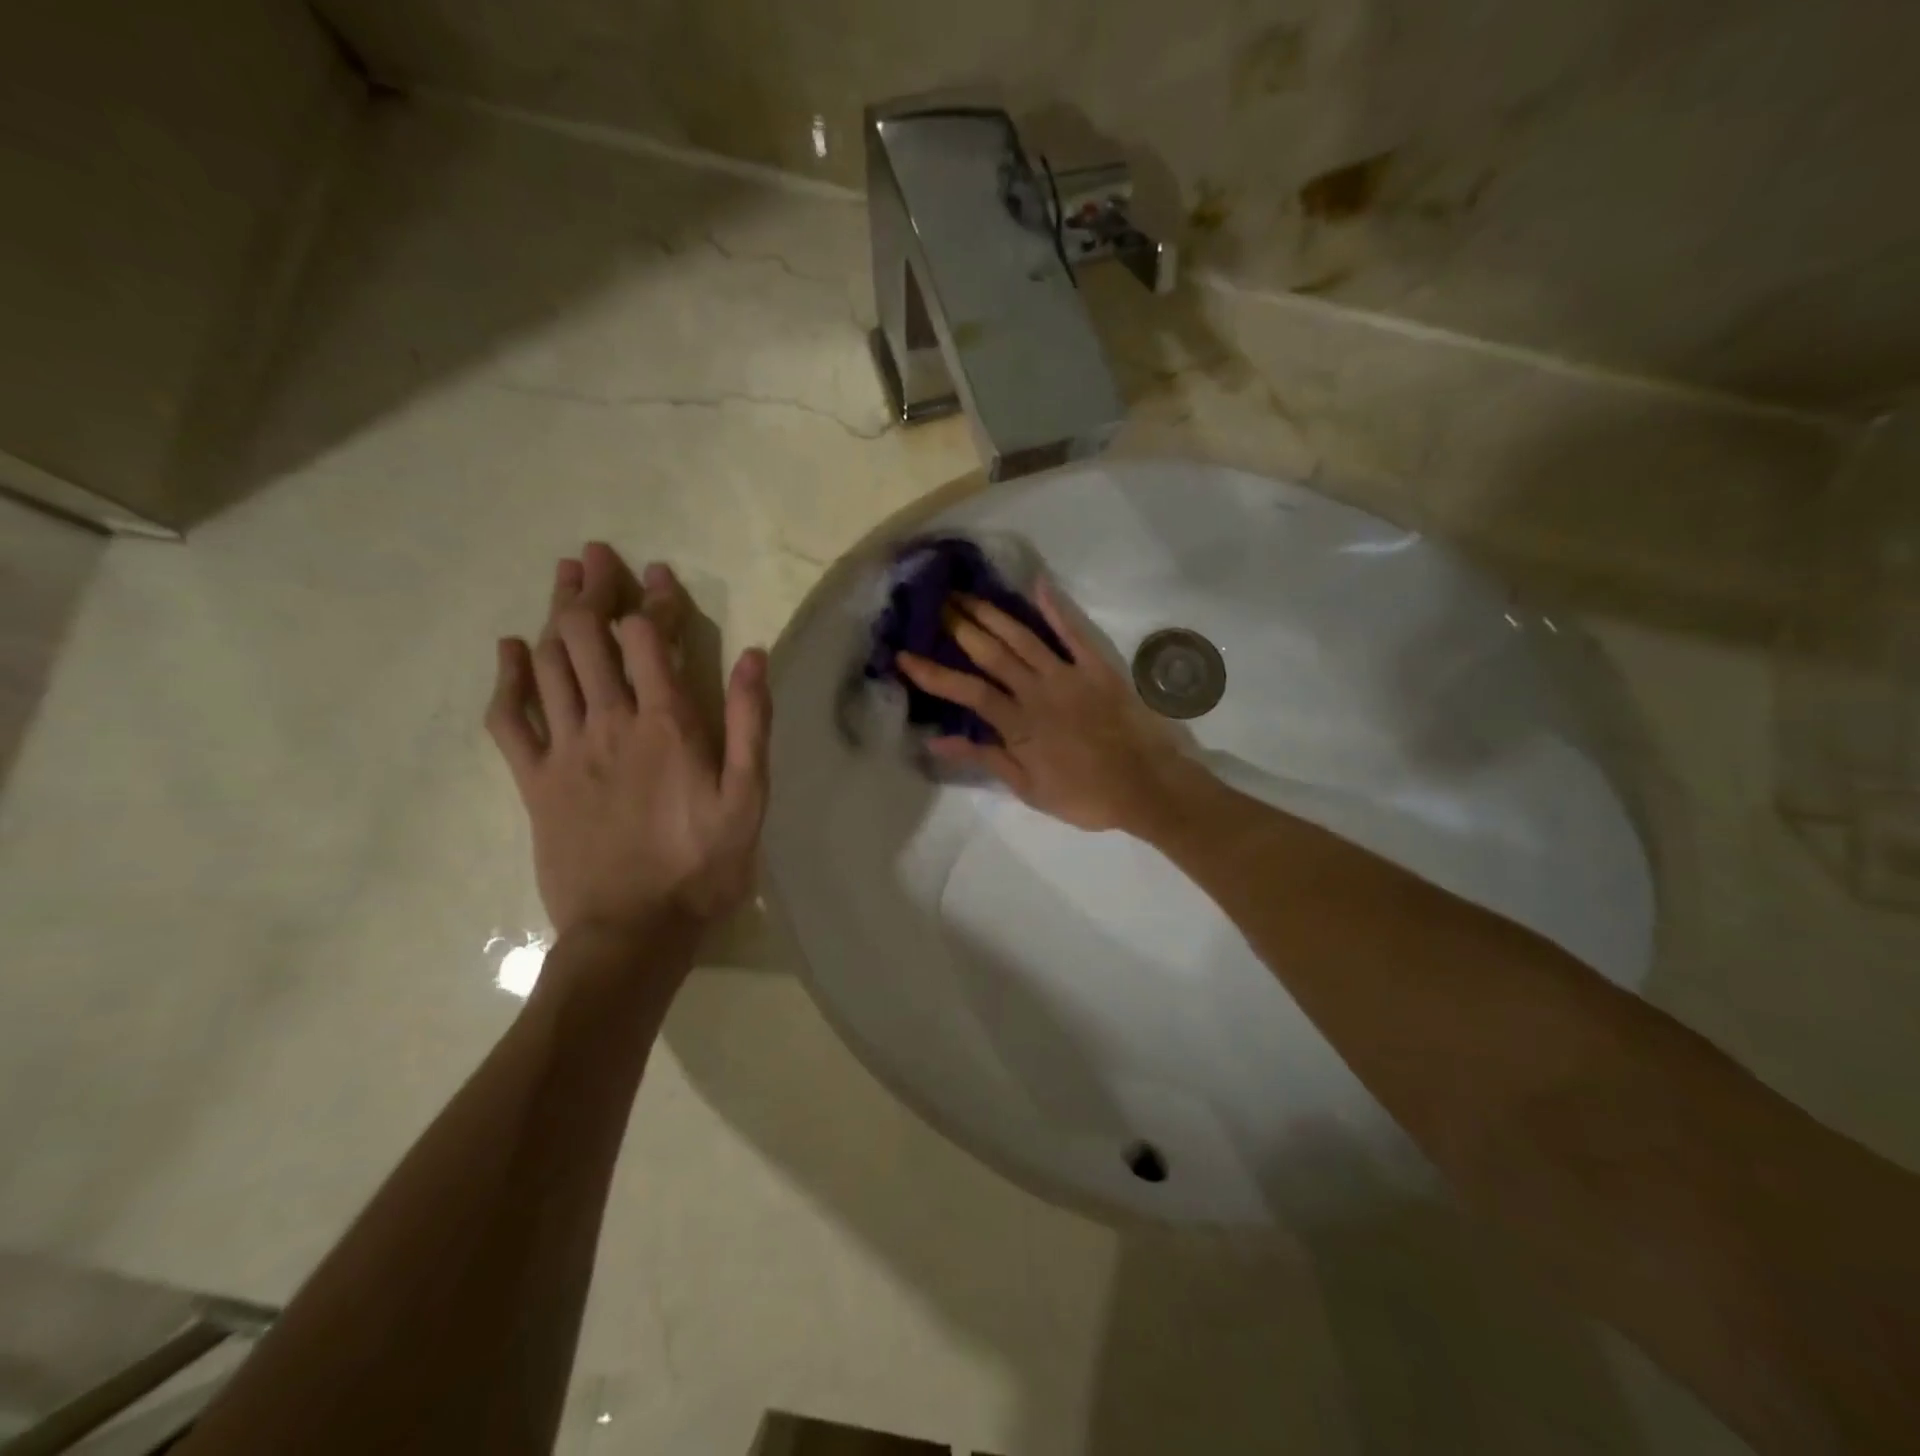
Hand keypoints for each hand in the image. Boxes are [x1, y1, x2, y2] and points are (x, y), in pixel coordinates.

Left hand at [486, 543, 771, 938]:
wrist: (632, 932)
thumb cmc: (702, 866)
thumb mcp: (749, 798)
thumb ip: (749, 724)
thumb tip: (752, 656)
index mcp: (666, 725)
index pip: (651, 640)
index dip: (653, 600)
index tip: (658, 574)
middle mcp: (609, 724)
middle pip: (589, 638)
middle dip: (592, 588)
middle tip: (595, 555)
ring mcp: (564, 752)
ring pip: (550, 665)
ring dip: (554, 616)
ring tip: (562, 579)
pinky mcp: (534, 782)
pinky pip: (509, 720)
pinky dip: (507, 680)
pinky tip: (510, 651)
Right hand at [897, 580, 1197, 833]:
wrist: (1146, 787)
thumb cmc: (1085, 795)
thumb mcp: (1028, 789)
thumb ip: (984, 760)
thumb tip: (936, 743)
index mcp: (1018, 724)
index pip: (966, 692)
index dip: (933, 674)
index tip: (903, 656)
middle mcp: (1036, 691)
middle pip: (991, 654)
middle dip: (959, 627)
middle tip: (935, 602)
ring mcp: (1068, 675)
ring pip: (1022, 638)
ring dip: (993, 614)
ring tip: (967, 593)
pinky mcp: (1097, 668)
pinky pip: (1073, 633)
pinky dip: (1055, 608)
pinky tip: (1037, 585)